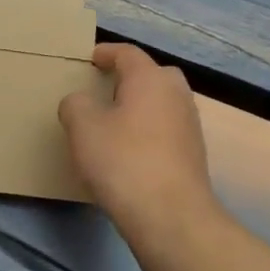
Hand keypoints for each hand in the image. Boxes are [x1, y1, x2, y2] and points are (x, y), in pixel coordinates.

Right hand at [59, 43, 218, 230]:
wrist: (171, 217)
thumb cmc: (123, 161)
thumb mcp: (83, 128)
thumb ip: (75, 104)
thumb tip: (80, 102)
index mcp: (150, 78)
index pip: (127, 53)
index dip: (106, 53)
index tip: (90, 59)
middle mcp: (176, 94)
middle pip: (152, 75)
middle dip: (129, 78)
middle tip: (105, 89)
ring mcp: (190, 124)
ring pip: (162, 103)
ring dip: (140, 106)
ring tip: (114, 122)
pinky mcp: (194, 154)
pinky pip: (166, 129)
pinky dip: (149, 131)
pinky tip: (131, 151)